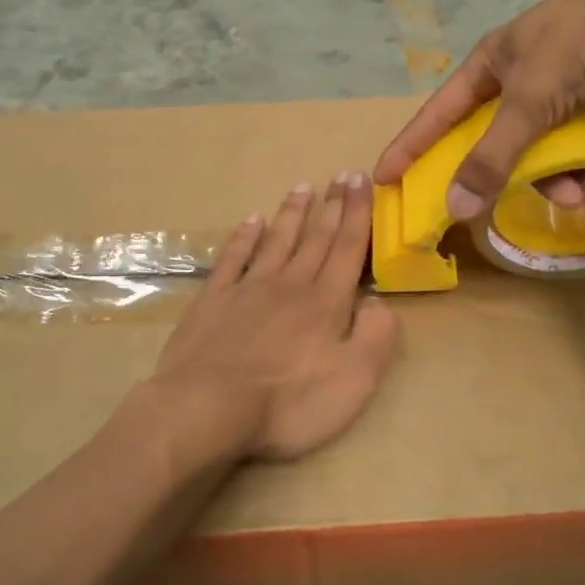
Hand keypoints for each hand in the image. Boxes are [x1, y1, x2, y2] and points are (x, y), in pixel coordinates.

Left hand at [153, 174, 398, 462]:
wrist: (207, 409)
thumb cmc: (288, 403)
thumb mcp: (354, 379)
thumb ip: (375, 336)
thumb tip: (377, 301)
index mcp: (326, 302)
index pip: (348, 248)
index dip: (358, 213)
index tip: (362, 180)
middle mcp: (290, 284)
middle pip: (316, 238)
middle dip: (332, 206)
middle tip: (342, 175)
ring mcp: (248, 289)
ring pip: (276, 241)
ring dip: (292, 214)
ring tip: (302, 187)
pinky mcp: (213, 301)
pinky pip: (232, 259)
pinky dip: (244, 237)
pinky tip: (251, 221)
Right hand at [373, 0, 584, 218]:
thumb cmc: (579, 43)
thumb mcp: (530, 100)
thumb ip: (493, 156)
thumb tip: (456, 207)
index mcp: (488, 66)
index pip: (438, 114)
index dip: (411, 146)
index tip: (386, 178)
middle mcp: (515, 80)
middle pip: (495, 144)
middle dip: (511, 179)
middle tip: (507, 211)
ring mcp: (556, 91)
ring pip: (543, 153)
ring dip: (564, 183)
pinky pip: (577, 150)